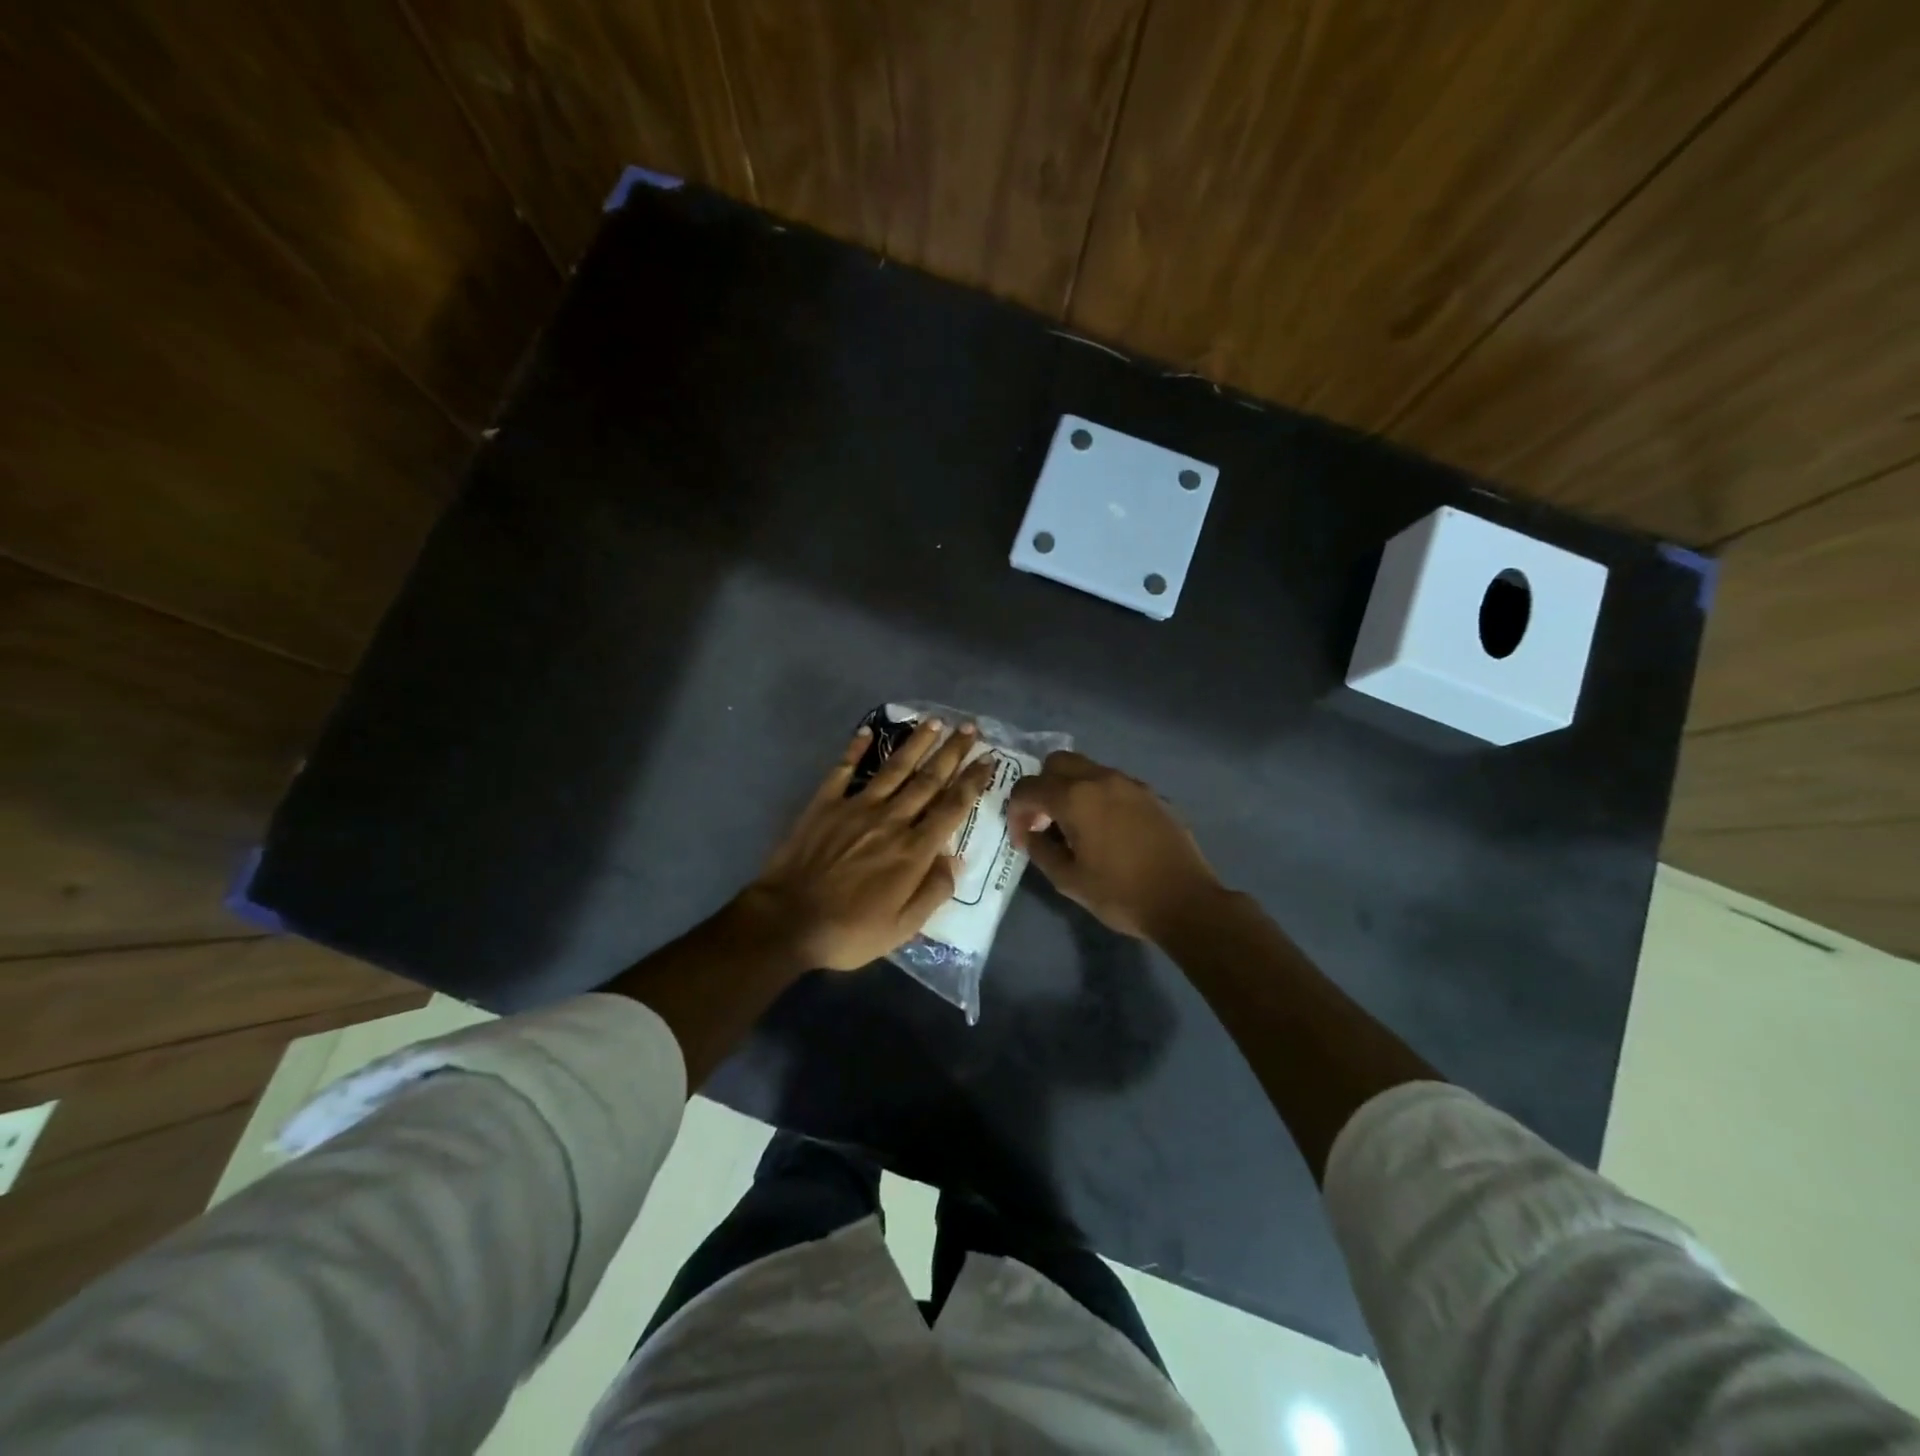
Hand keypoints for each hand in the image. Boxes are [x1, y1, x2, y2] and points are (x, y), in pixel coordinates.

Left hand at [736, 718, 994, 971]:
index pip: (952, 807)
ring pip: (894, 768)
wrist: (787, 921)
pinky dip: (855, 748)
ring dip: (917, 743)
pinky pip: (843, 769)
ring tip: (934, 721)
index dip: (973, 781)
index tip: (988, 760)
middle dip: (952, 752)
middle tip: (970, 727)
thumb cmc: (849, 931)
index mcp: (913, 850)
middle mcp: (891, 820)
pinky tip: (867, 730)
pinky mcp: (824, 804)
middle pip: (928, 780)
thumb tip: (955, 859)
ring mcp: (856, 807)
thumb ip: (933, 891)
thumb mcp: (902, 928)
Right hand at [1007, 751, 1225, 941]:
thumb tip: (1030, 834)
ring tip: (1075, 826)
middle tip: (1045, 821)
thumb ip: (1040, 851)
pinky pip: (1113, 784)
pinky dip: (1098, 796)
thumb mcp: (1069, 880)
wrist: (1185, 901)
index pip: (1028, 788)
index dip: (1016, 812)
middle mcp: (1101, 779)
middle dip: (1043, 787)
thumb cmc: (1121, 894)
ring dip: (1071, 789)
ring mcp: (1130, 783)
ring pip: (1088, 769)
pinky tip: (1107, 830)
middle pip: (1057, 763)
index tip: (1023, 838)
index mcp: (1075, 798)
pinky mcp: (1152, 794)